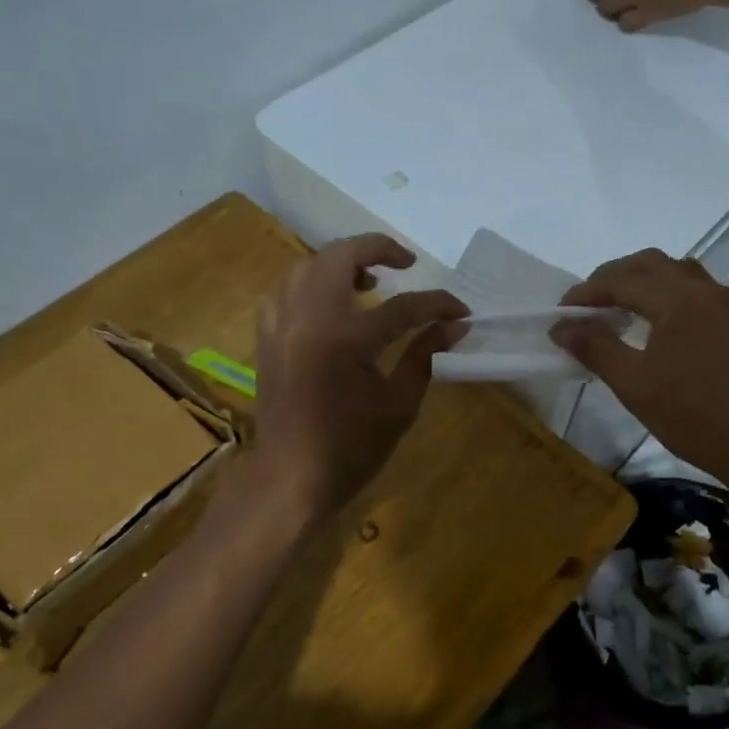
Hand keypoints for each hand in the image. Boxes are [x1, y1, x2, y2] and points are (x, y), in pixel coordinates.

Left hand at [252, 235, 467, 517]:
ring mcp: (282, 326)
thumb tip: (454, 326)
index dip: (437, 304)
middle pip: (340, 257)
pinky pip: (284, 292)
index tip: (460, 311)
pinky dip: (308, 285)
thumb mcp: (399, 404)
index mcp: (346, 338)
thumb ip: (426, 356)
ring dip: (339, 263)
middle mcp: (309, 319)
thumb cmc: (351, 448)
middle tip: (404, 263)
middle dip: (377, 249)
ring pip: (306, 267)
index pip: (402, 306)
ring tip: (366, 282)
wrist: (291, 479)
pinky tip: (327, 305)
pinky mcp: (267, 339)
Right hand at [550, 249, 728, 485]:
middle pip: (650, 264)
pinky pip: (692, 289)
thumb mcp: (634, 384)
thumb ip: (595, 348)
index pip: (622, 281)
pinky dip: (663, 292)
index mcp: (679, 299)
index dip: (586, 293)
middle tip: (585, 304)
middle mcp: (704, 290)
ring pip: (674, 272)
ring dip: (640, 281)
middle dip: (612, 278)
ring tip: (615, 308)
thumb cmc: (692, 415)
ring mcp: (725, 304)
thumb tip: (560, 327)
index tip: (559, 313)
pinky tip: (651, 321)